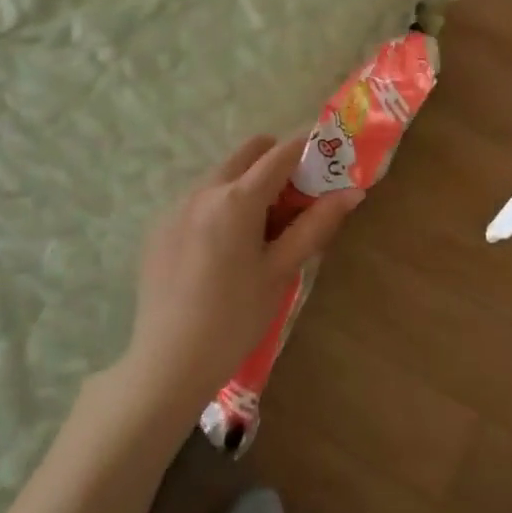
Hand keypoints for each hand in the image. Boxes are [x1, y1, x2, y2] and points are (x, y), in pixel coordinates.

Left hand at [124, 135, 362, 418]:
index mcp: (236, 199)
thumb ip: (315, 226)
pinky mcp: (160, 227)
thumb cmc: (235, 318)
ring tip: (261, 231)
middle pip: (248, 152)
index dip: (308, 149)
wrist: (169, 363)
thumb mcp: (280, 271)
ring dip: (248, 184)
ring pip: (222, 174)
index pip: (280, 154)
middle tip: (296, 200)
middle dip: (276, 162)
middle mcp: (203, 190)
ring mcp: (176, 207)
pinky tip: (223, 251)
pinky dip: (221, 206)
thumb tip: (352, 193)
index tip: (327, 158)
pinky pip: (198, 199)